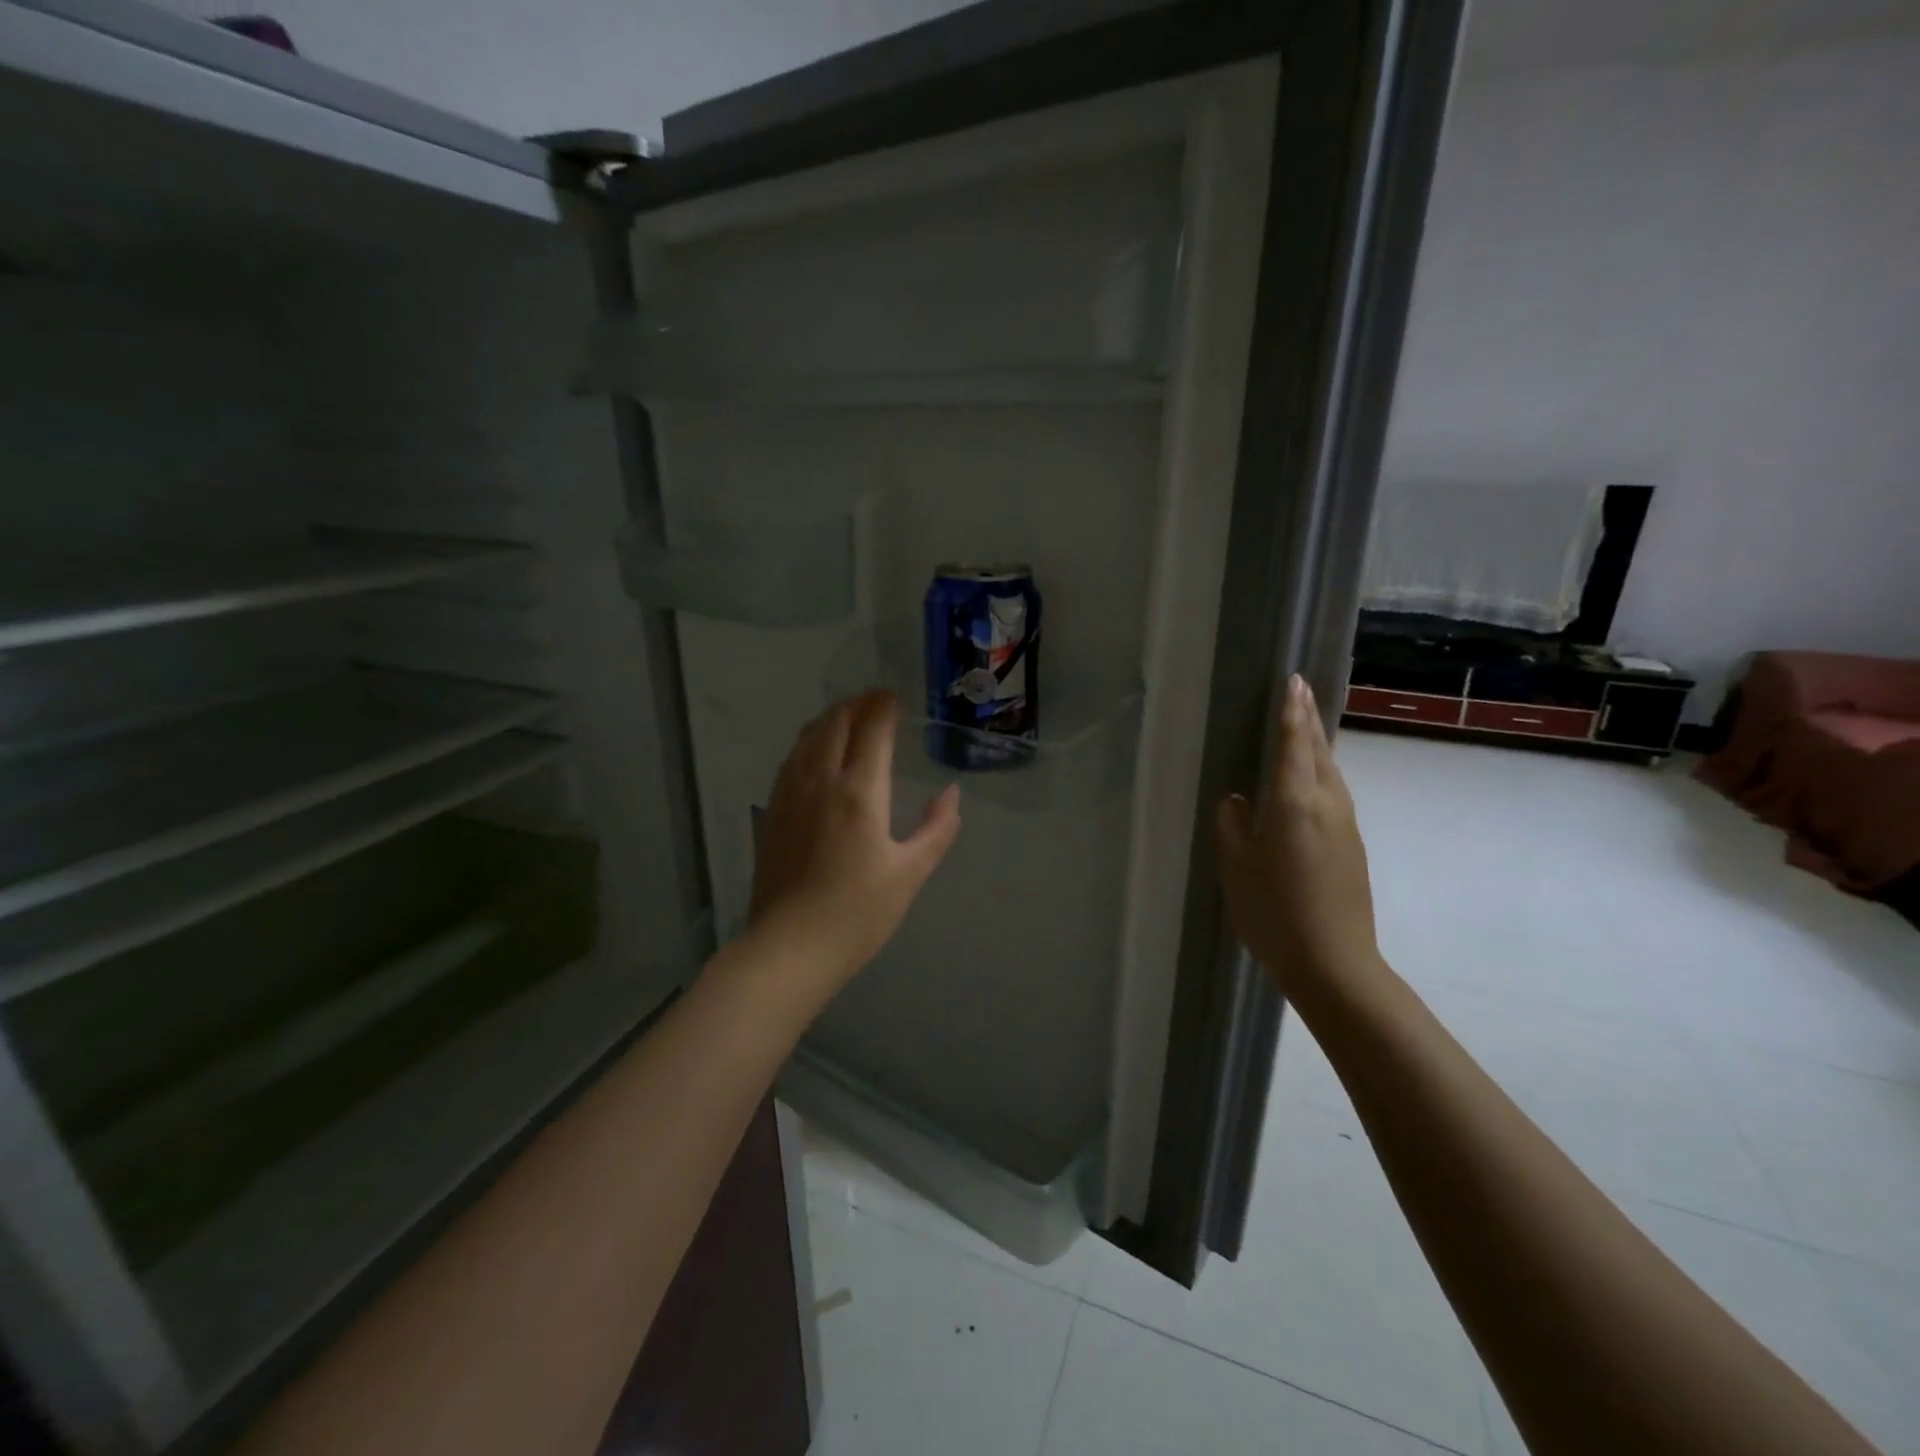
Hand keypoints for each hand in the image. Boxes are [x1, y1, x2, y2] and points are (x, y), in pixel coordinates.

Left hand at [748, 691, 961, 989]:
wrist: (789, 948)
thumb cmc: (857, 914)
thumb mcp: (910, 874)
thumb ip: (936, 829)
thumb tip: (951, 794)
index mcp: (859, 793)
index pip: (871, 731)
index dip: (882, 708)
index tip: (893, 697)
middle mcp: (820, 781)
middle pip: (835, 724)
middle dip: (855, 704)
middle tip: (874, 700)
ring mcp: (790, 794)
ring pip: (807, 737)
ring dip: (829, 718)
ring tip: (847, 715)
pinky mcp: (772, 811)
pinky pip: (791, 758)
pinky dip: (808, 741)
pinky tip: (815, 751)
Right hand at [1215, 675, 1380, 994]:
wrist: (1334, 963)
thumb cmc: (1274, 911)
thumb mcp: (1237, 867)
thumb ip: (1233, 826)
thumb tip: (1237, 800)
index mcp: (1295, 802)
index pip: (1294, 744)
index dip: (1292, 712)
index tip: (1294, 681)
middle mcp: (1327, 804)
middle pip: (1319, 752)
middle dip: (1308, 720)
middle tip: (1300, 692)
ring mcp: (1345, 826)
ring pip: (1331, 773)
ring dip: (1317, 746)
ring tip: (1304, 729)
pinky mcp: (1352, 847)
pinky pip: (1335, 795)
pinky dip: (1322, 774)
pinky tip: (1310, 783)